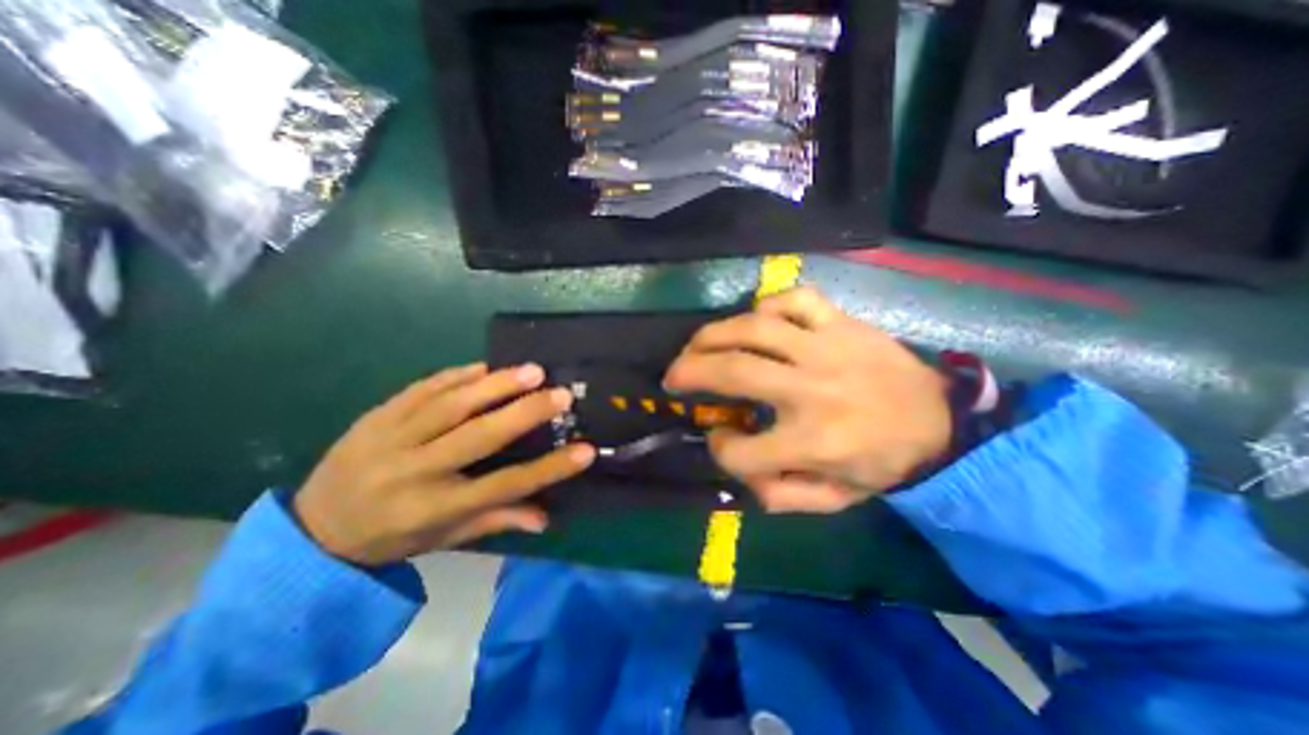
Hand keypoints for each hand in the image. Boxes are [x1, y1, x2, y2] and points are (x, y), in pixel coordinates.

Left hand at [293, 364, 596, 565]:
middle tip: (561, 394)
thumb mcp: (445, 537)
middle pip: (478, 437)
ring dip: (496, 384)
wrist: (312, 527)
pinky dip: (458, 375)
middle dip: (525, 412)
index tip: (586, 451)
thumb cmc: (391, 536)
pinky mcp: (376, 415)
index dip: (549, 469)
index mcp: (433, 508)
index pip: (503, 486)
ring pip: (451, 404)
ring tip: (532, 370)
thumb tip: (546, 518)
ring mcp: (390, 438)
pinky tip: (485, 366)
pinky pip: (423, 389)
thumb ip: (497, 521)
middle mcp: (413, 471)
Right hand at [667, 283, 951, 513]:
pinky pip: (795, 300)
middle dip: (689, 372)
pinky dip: (766, 306)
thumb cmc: (882, 464)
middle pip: (732, 372)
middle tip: (673, 376)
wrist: (942, 425)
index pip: (739, 450)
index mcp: (814, 443)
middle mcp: (814, 391)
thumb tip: (733, 459)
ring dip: (712, 335)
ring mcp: (828, 349)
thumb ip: (778, 494)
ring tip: (696, 345)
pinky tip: (757, 322)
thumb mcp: (833, 501)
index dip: (720, 448)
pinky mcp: (843, 324)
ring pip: (754, 327)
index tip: (721, 438)